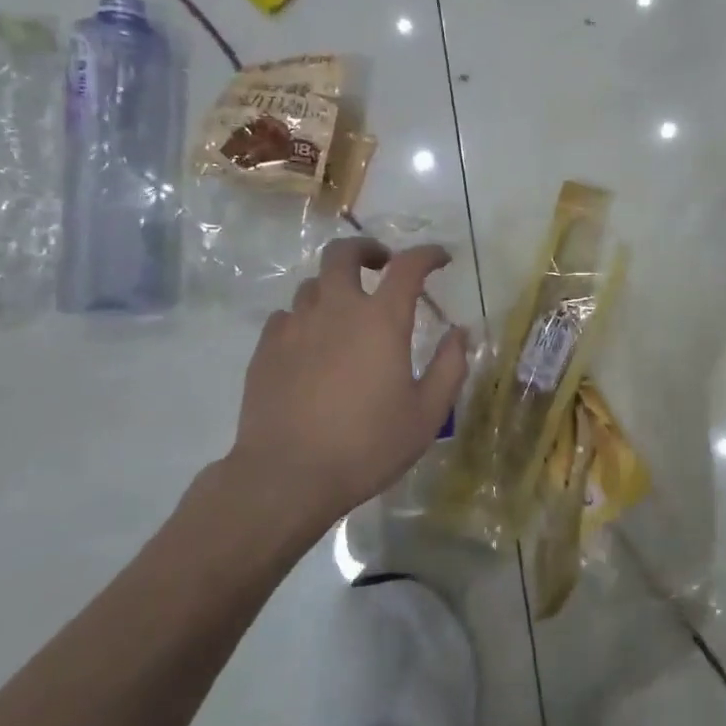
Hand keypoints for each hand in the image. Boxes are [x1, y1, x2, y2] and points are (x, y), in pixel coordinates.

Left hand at [211, 239, 468, 547]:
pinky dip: (305, 317)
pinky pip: (286, 316)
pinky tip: (311, 343)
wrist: (287, 476)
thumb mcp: (427, 414)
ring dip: (335, 287)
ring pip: (313, 284)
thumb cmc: (367, 445)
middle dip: (366, 250)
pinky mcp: (266, 350)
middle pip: (343, 254)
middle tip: (380, 265)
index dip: (427, 254)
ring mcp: (295, 327)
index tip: (440, 258)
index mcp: (381, 321)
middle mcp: (336, 310)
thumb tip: (459, 333)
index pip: (408, 267)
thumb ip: (450, 367)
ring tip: (347, 311)